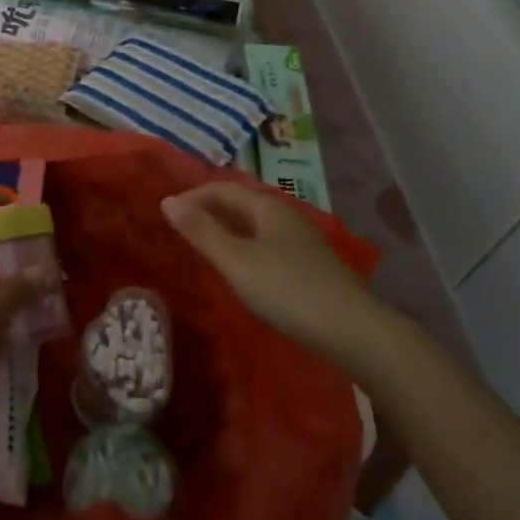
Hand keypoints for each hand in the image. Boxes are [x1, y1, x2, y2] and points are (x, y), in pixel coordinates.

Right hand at [162, 182, 375, 360]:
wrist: (353, 331)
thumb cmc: (287, 290)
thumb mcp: (236, 261)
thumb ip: (201, 232)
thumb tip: (167, 201)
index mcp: (267, 207)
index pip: (222, 188)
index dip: (192, 196)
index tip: (166, 214)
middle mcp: (285, 216)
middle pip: (240, 203)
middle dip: (208, 210)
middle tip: (180, 229)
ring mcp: (301, 241)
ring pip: (254, 224)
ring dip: (225, 228)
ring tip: (202, 247)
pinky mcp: (309, 265)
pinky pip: (265, 243)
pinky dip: (243, 246)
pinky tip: (239, 269)